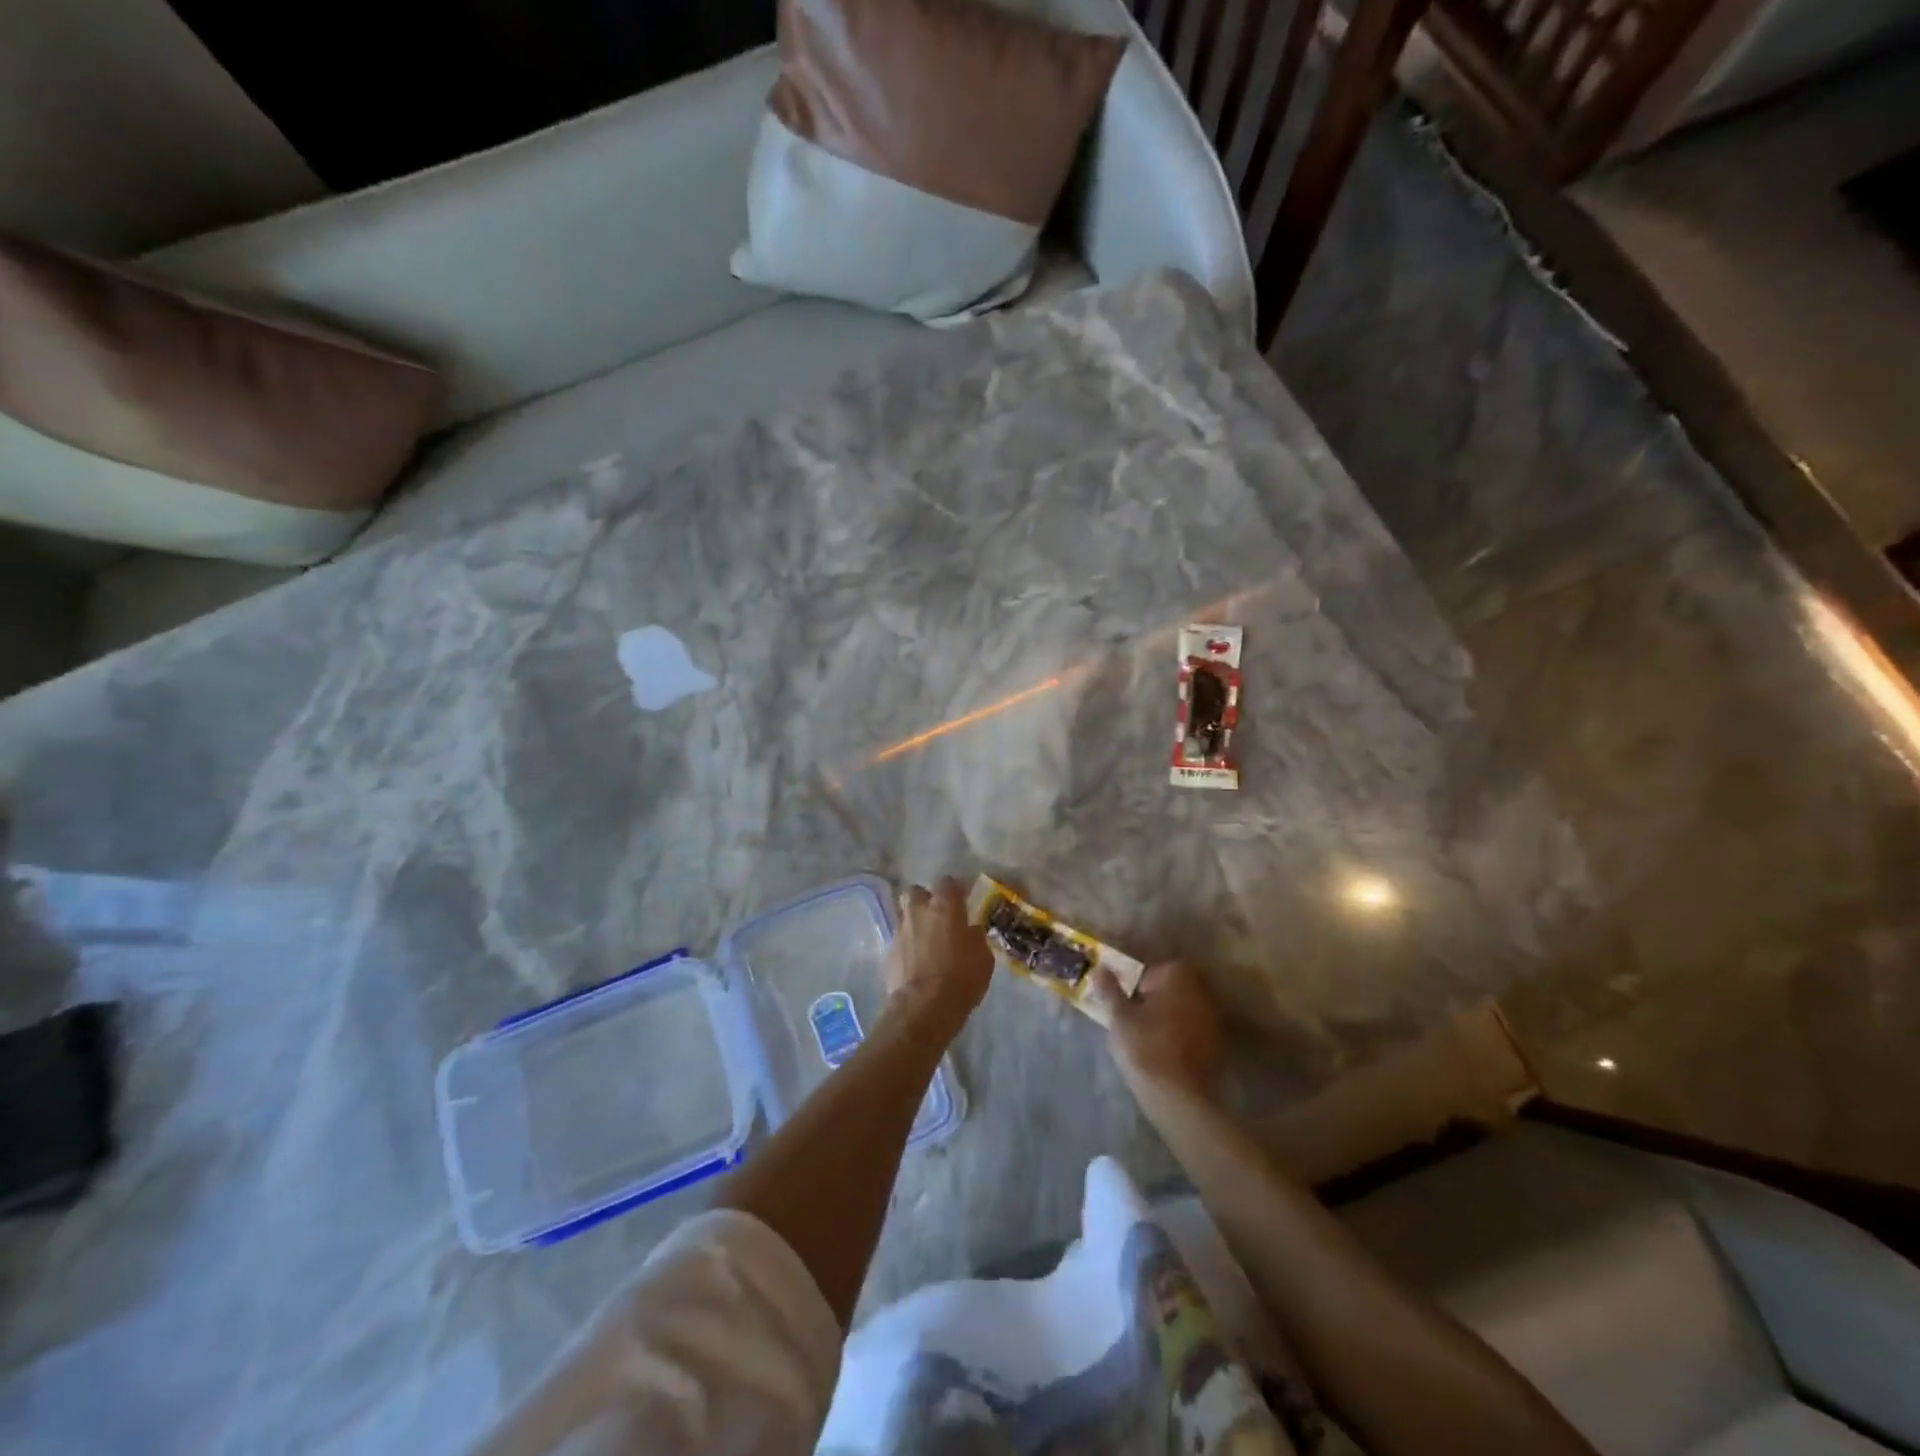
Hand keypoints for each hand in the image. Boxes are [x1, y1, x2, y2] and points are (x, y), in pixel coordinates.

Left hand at [885, 878, 993, 1036]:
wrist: (925, 1006)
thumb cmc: (962, 978)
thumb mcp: (983, 957)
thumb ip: (974, 938)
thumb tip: (969, 931)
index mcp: (945, 907)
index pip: (947, 882)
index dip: (954, 889)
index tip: (961, 899)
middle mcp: (919, 912)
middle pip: (916, 892)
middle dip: (924, 899)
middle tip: (937, 915)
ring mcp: (900, 931)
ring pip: (905, 916)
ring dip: (915, 924)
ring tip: (926, 942)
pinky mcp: (888, 953)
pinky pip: (900, 942)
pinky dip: (907, 948)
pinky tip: (916, 963)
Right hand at [1093, 960, 1224, 1104]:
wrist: (1178, 1095)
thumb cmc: (1145, 1046)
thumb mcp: (1119, 1016)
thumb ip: (1110, 990)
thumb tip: (1100, 968)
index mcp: (1179, 976)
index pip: (1157, 969)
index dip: (1140, 983)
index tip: (1128, 1000)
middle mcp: (1201, 991)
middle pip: (1174, 987)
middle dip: (1156, 998)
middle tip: (1135, 1016)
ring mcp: (1213, 1019)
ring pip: (1184, 1009)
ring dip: (1169, 1017)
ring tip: (1147, 1036)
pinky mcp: (1217, 1045)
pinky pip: (1193, 1031)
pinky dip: (1180, 1036)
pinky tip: (1165, 1052)